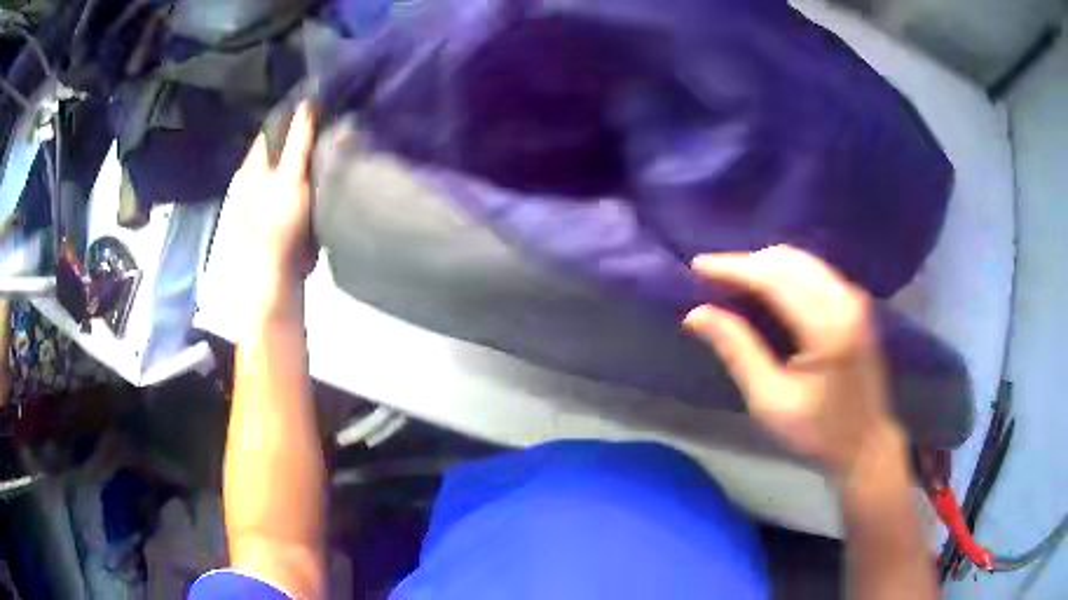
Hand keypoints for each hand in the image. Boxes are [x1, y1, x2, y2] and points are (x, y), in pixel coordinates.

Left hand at [229, 102, 317, 316]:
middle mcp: (259, 171)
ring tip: (333, 138)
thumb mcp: (291, 174)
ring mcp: (270, 190)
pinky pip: (299, 179)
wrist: (278, 267)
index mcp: (256, 160)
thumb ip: (299, 140)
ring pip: (291, 161)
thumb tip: (307, 104)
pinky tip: (325, 167)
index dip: (294, 113)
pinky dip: (310, 171)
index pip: (275, 126)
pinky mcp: (282, 207)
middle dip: (303, 131)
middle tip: (333, 118)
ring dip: (308, 150)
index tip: (322, 102)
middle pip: (282, 142)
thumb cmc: (280, 219)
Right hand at [683, 245, 901, 479]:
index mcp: (828, 328)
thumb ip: (738, 351)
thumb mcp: (771, 401)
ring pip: (803, 261)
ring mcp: (854, 299)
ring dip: (765, 264)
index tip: (698, 266)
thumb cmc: (818, 432)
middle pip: (789, 261)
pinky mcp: (856, 304)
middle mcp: (845, 302)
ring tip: (733, 278)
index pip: (775, 279)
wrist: (866, 444)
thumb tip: (697, 314)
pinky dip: (785, 271)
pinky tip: (766, 286)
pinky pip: (815, 271)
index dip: (734, 268)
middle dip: (747, 262)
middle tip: (711, 274)